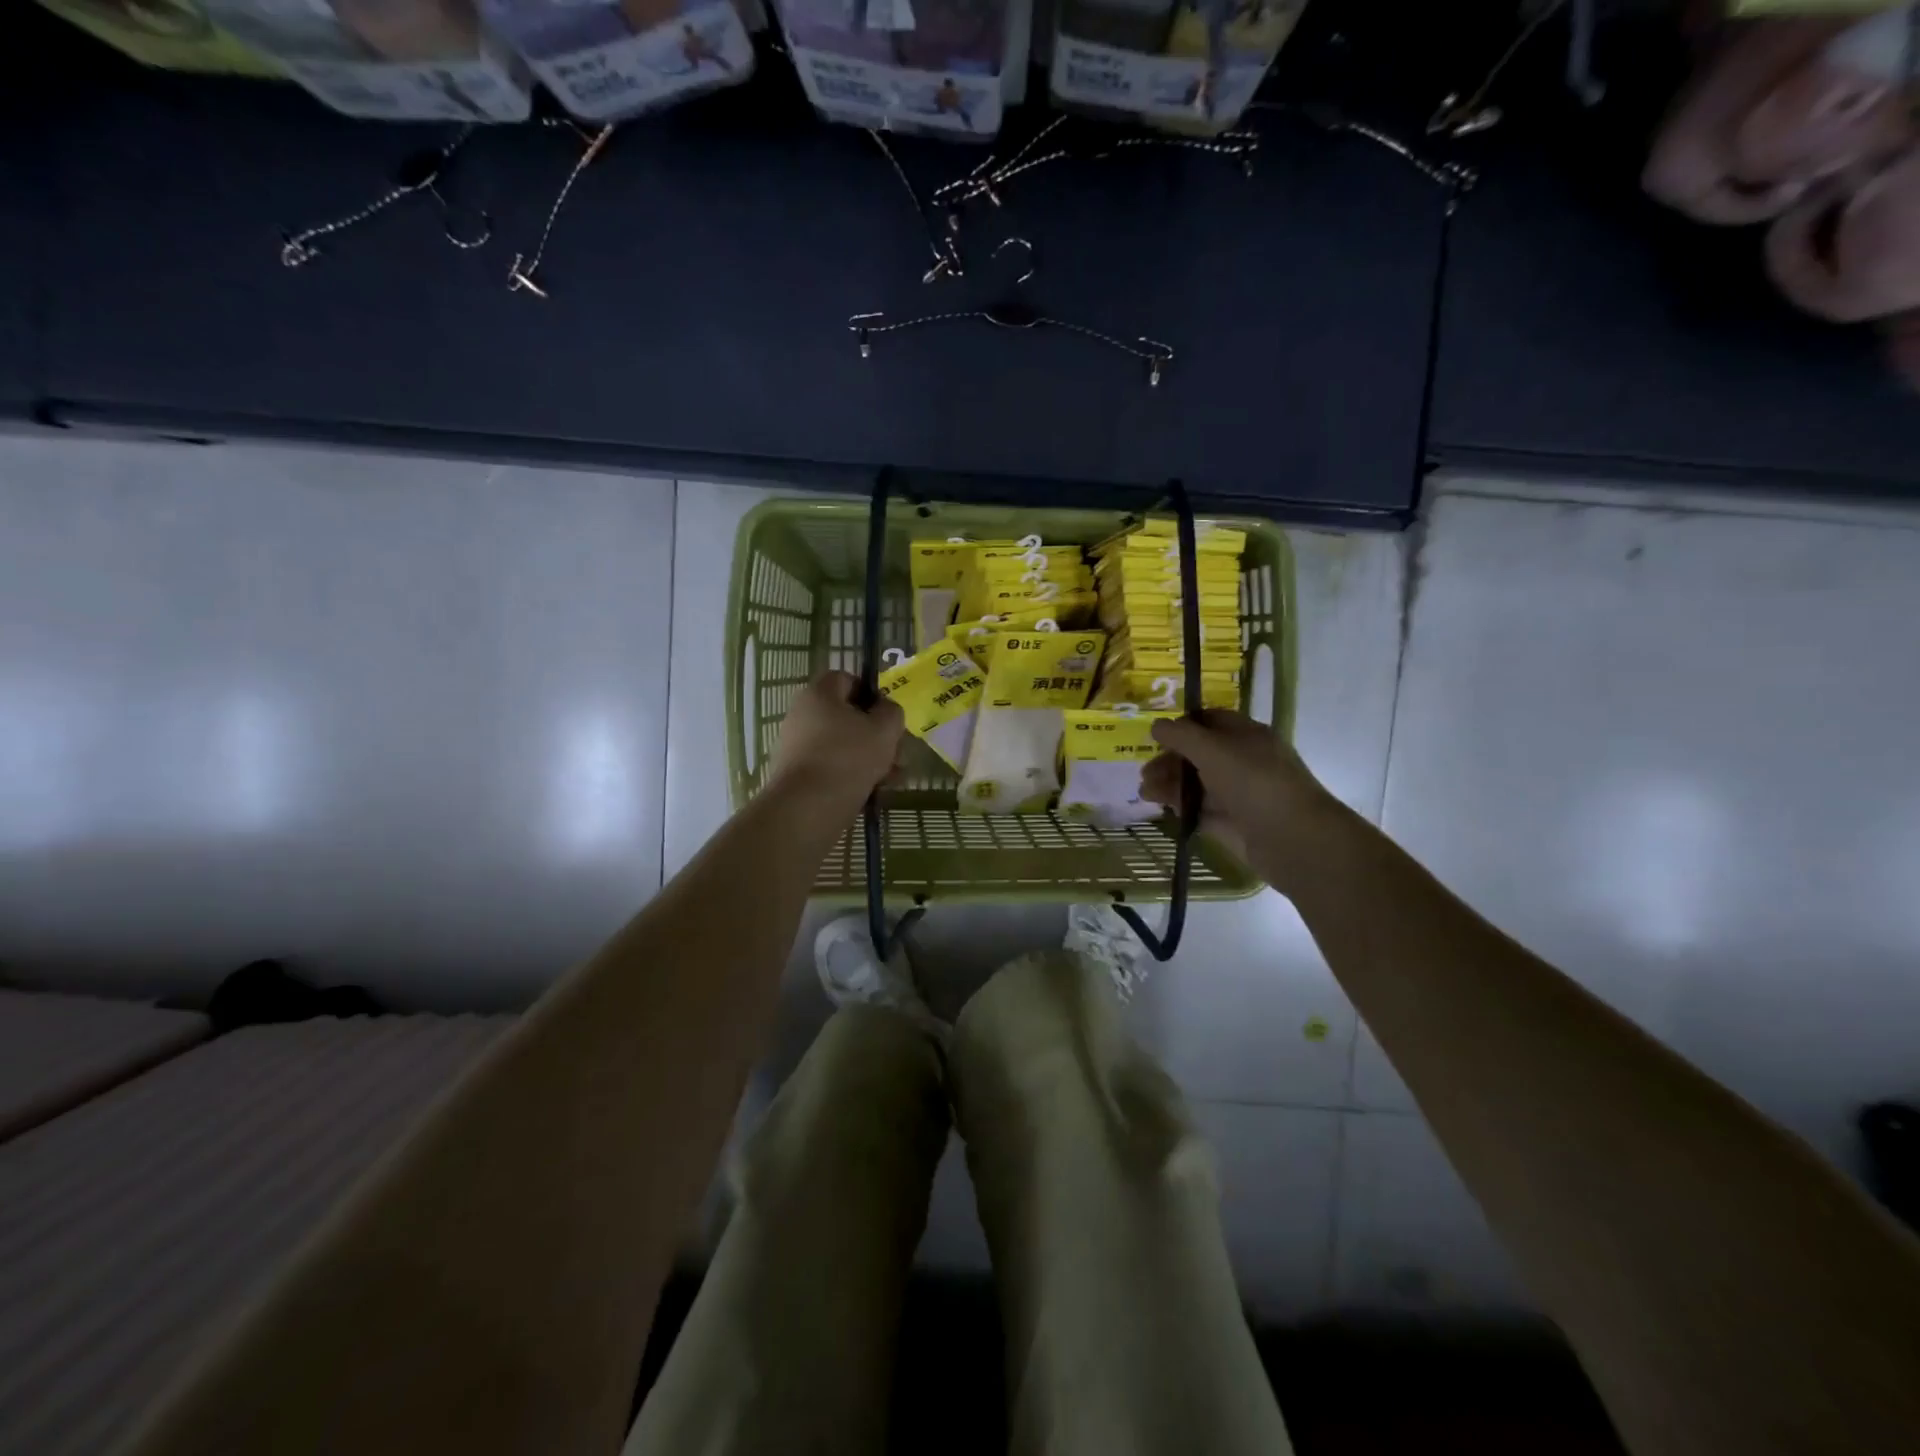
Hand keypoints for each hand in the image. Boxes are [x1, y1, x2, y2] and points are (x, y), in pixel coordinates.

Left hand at [767, 670, 905, 814]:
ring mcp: (797, 746)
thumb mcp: (884, 730)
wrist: (806, 808)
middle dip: (877, 735)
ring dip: (870, 758)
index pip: (847, 679)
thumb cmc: (848, 758)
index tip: (889, 717)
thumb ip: (891, 712)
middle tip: (898, 753)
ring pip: (843, 745)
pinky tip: (875, 791)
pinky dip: (852, 775)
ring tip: (893, 778)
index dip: (872, 694)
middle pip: (847, 716)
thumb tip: (885, 709)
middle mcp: (802, 714)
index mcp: (819, 693)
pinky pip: (831, 766)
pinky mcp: (797, 774)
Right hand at [1141, 710, 1345, 891]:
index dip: (1183, 725)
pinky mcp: (1233, 823)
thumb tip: (1156, 725)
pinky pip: (1202, 810)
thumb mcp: (1214, 750)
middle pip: (1199, 754)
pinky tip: (1162, 808)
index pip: (1210, 721)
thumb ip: (1181, 736)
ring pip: (1198, 783)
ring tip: (1145, 794)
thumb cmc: (1255, 783)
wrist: (1294, 840)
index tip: (1155, 736)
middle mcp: (1243, 761)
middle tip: (1144, 773)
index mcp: (1246, 736)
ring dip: (1170, 784)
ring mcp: (1239, 793)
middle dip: (1170, 760)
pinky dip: (1181, 807)